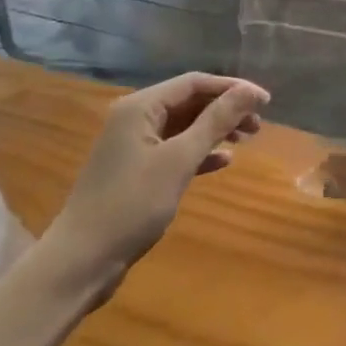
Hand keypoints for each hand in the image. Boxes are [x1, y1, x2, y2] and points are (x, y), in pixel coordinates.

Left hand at [42, 73, 267, 302]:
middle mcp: (135, 119)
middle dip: (226, 109)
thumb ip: (216, 121)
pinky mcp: (136, 171)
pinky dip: (200, 152)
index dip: (232, 88)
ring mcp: (134, 146)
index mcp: (140, 107)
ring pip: (184, 126)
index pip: (194, 83)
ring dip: (216, 130)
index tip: (265, 101)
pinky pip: (175, 149)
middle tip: (259, 125)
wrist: (81, 262)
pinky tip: (223, 162)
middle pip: (190, 102)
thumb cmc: (132, 204)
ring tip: (247, 139)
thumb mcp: (180, 159)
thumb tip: (251, 90)